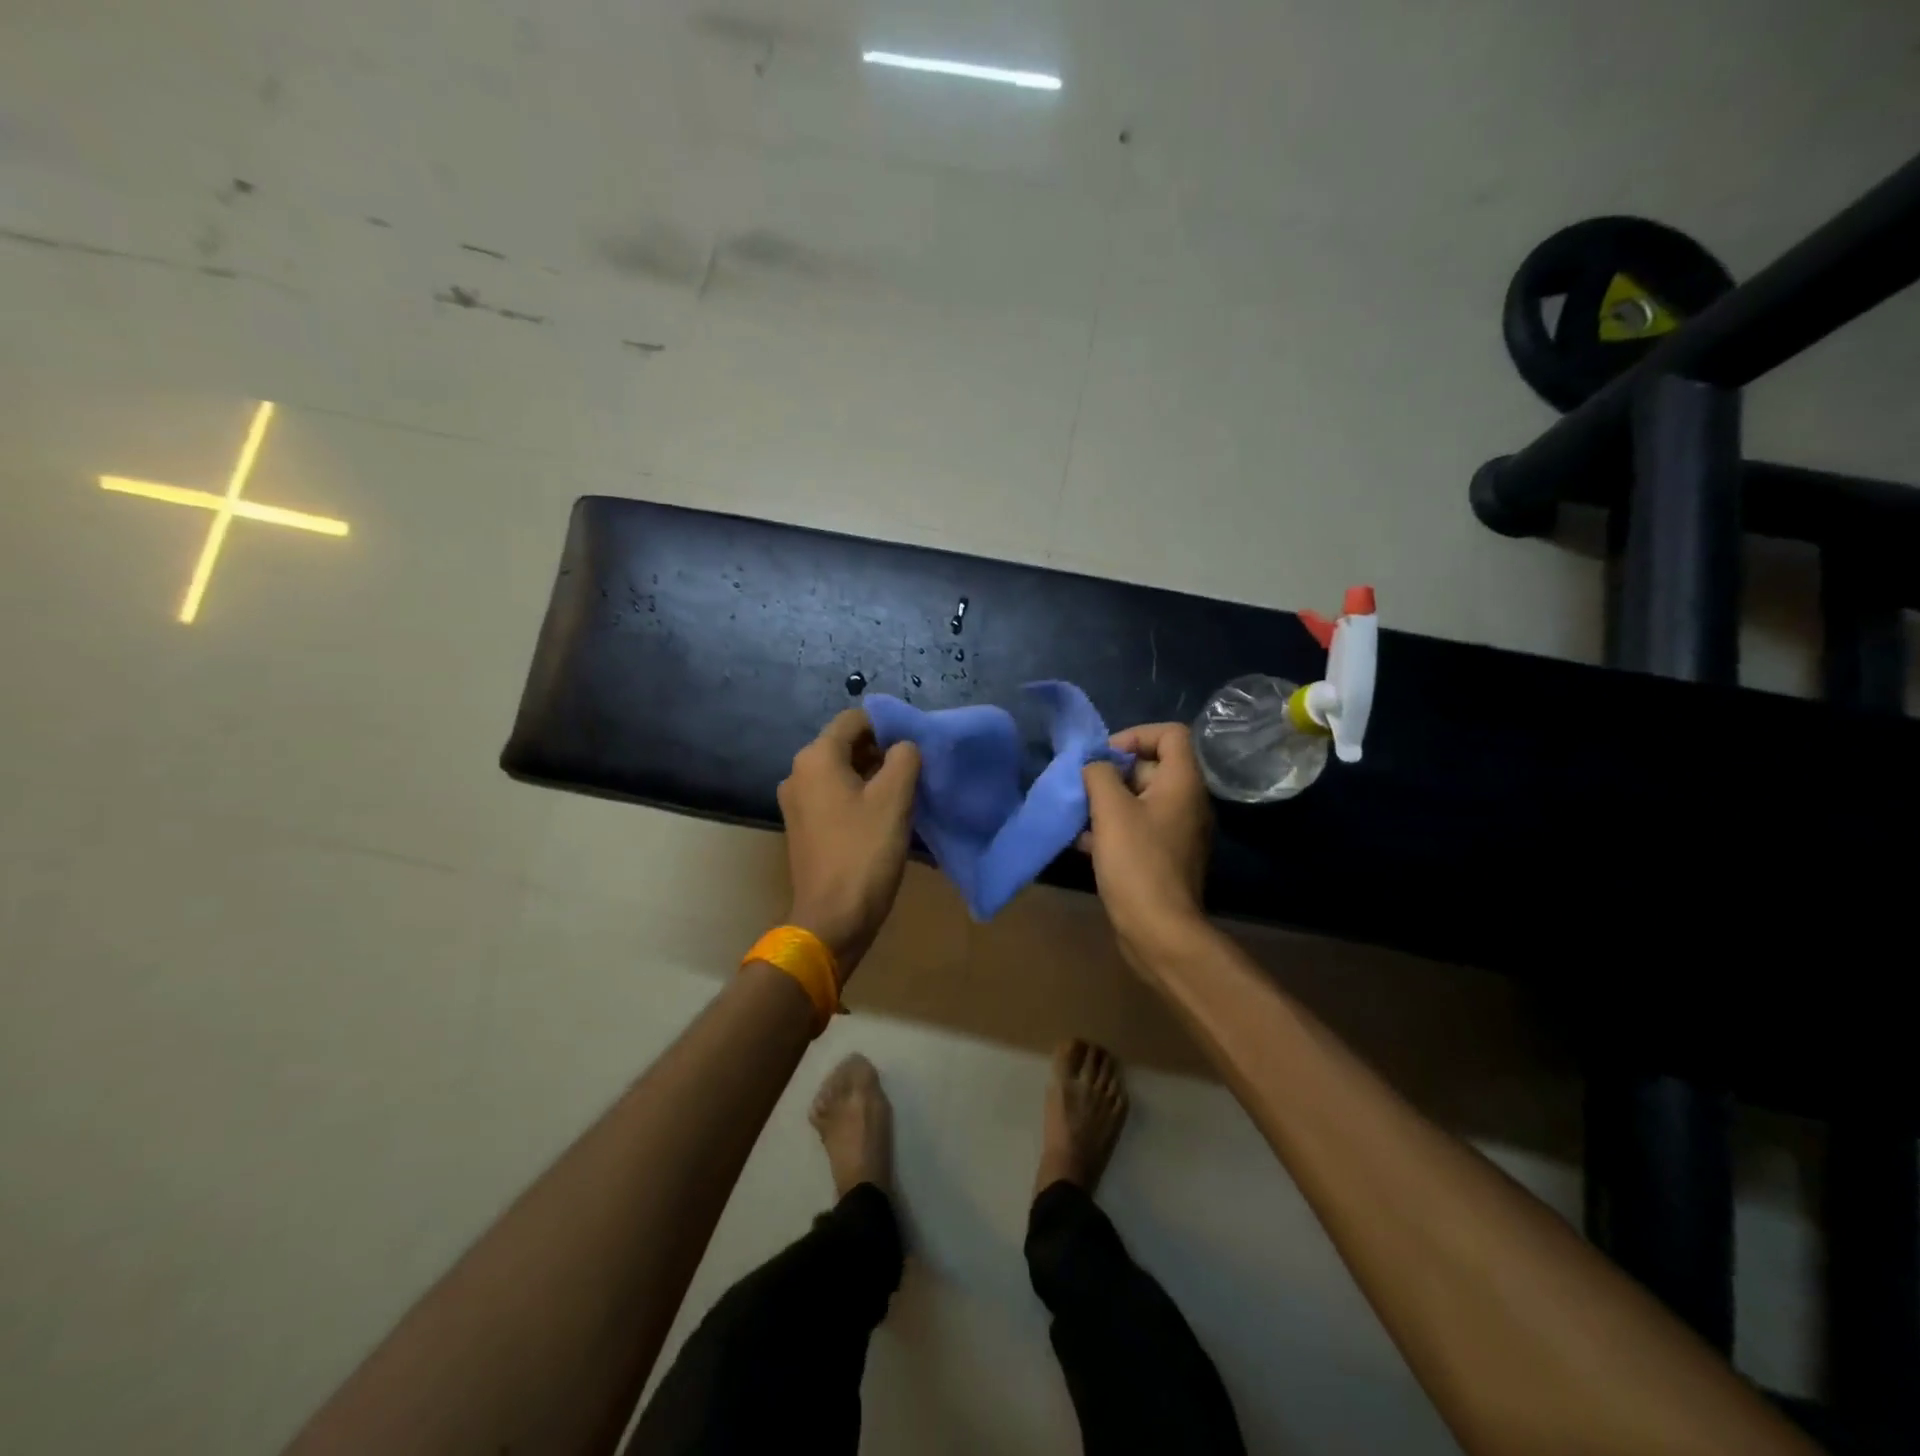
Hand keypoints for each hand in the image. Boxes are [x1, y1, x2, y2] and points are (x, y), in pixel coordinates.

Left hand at [777, 709, 921, 977]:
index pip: (855, 719)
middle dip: (881, 751)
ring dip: (872, 775)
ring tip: (905, 792)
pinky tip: (883, 815)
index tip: (916, 744)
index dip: (888, 725)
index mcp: (816, 758)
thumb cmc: (864, 852)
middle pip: (846, 744)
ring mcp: (797, 802)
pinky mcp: (803, 826)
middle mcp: (798, 772)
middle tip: (916, 769)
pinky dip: (857, 797)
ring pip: (840, 772)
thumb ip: (905, 758)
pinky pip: (833, 796)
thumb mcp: (895, 798)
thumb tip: (904, 746)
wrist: (832, 918)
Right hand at [1080, 722, 1214, 973]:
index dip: (1134, 735)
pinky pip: (1137, 828)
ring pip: (1139, 801)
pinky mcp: (1164, 857)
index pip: (1170, 734)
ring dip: (1106, 803)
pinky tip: (1082, 843)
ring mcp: (1177, 832)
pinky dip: (1111, 829)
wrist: (1159, 930)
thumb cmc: (1137, 862)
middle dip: (1111, 773)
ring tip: (1076, 816)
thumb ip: (1099, 774)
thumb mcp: (1110, 810)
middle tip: (1082, 788)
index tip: (1103, 756)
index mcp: (1183, 783)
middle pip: (1150, 767)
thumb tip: (1095, 764)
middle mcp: (1187, 802)